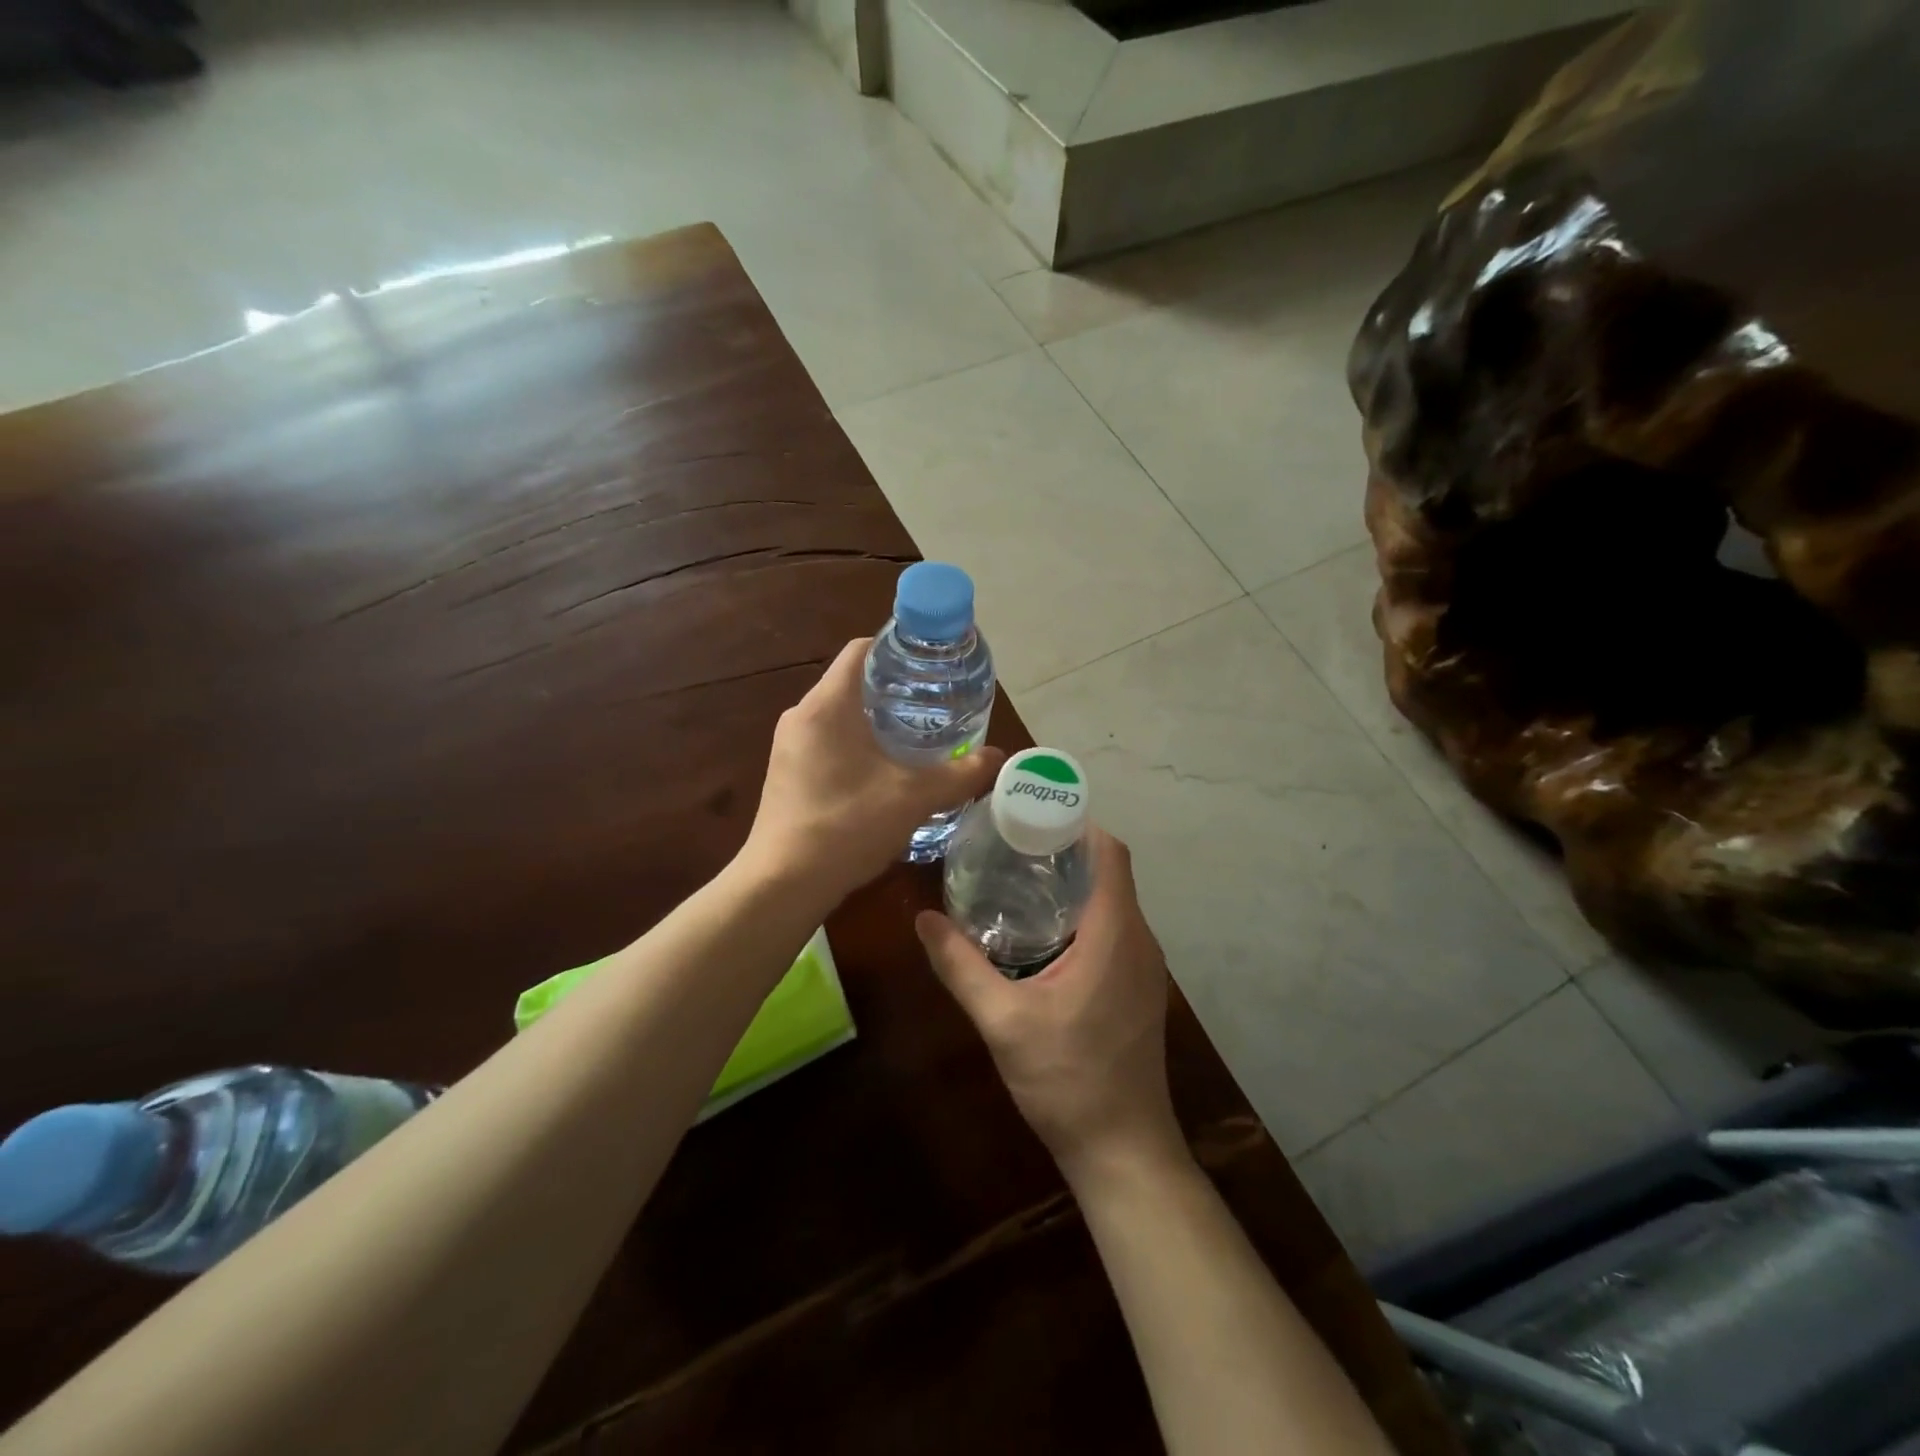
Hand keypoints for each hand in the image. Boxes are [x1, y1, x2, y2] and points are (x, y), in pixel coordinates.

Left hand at [742, 638, 1002, 902]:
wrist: (783, 884)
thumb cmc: (847, 826)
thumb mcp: (913, 798)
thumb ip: (959, 774)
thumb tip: (997, 756)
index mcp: (827, 705)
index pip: (862, 650)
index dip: (899, 649)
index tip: (933, 665)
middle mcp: (801, 716)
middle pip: (853, 682)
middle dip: (895, 688)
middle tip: (937, 702)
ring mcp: (789, 745)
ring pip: (840, 714)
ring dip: (877, 719)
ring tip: (918, 735)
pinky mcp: (786, 772)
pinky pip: (828, 740)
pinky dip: (858, 743)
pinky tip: (885, 770)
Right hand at [916, 829, 1182, 1181]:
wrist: (1123, 1151)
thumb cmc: (1068, 1080)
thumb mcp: (1003, 1021)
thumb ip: (961, 967)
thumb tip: (923, 920)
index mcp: (1114, 933)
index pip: (1110, 852)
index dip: (1077, 824)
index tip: (1031, 816)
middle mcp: (1139, 939)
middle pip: (1109, 872)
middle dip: (1065, 850)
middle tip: (1010, 844)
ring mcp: (1144, 966)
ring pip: (1112, 901)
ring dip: (1073, 883)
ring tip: (1018, 878)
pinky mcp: (1138, 988)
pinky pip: (1114, 929)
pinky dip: (1083, 914)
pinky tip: (1041, 933)